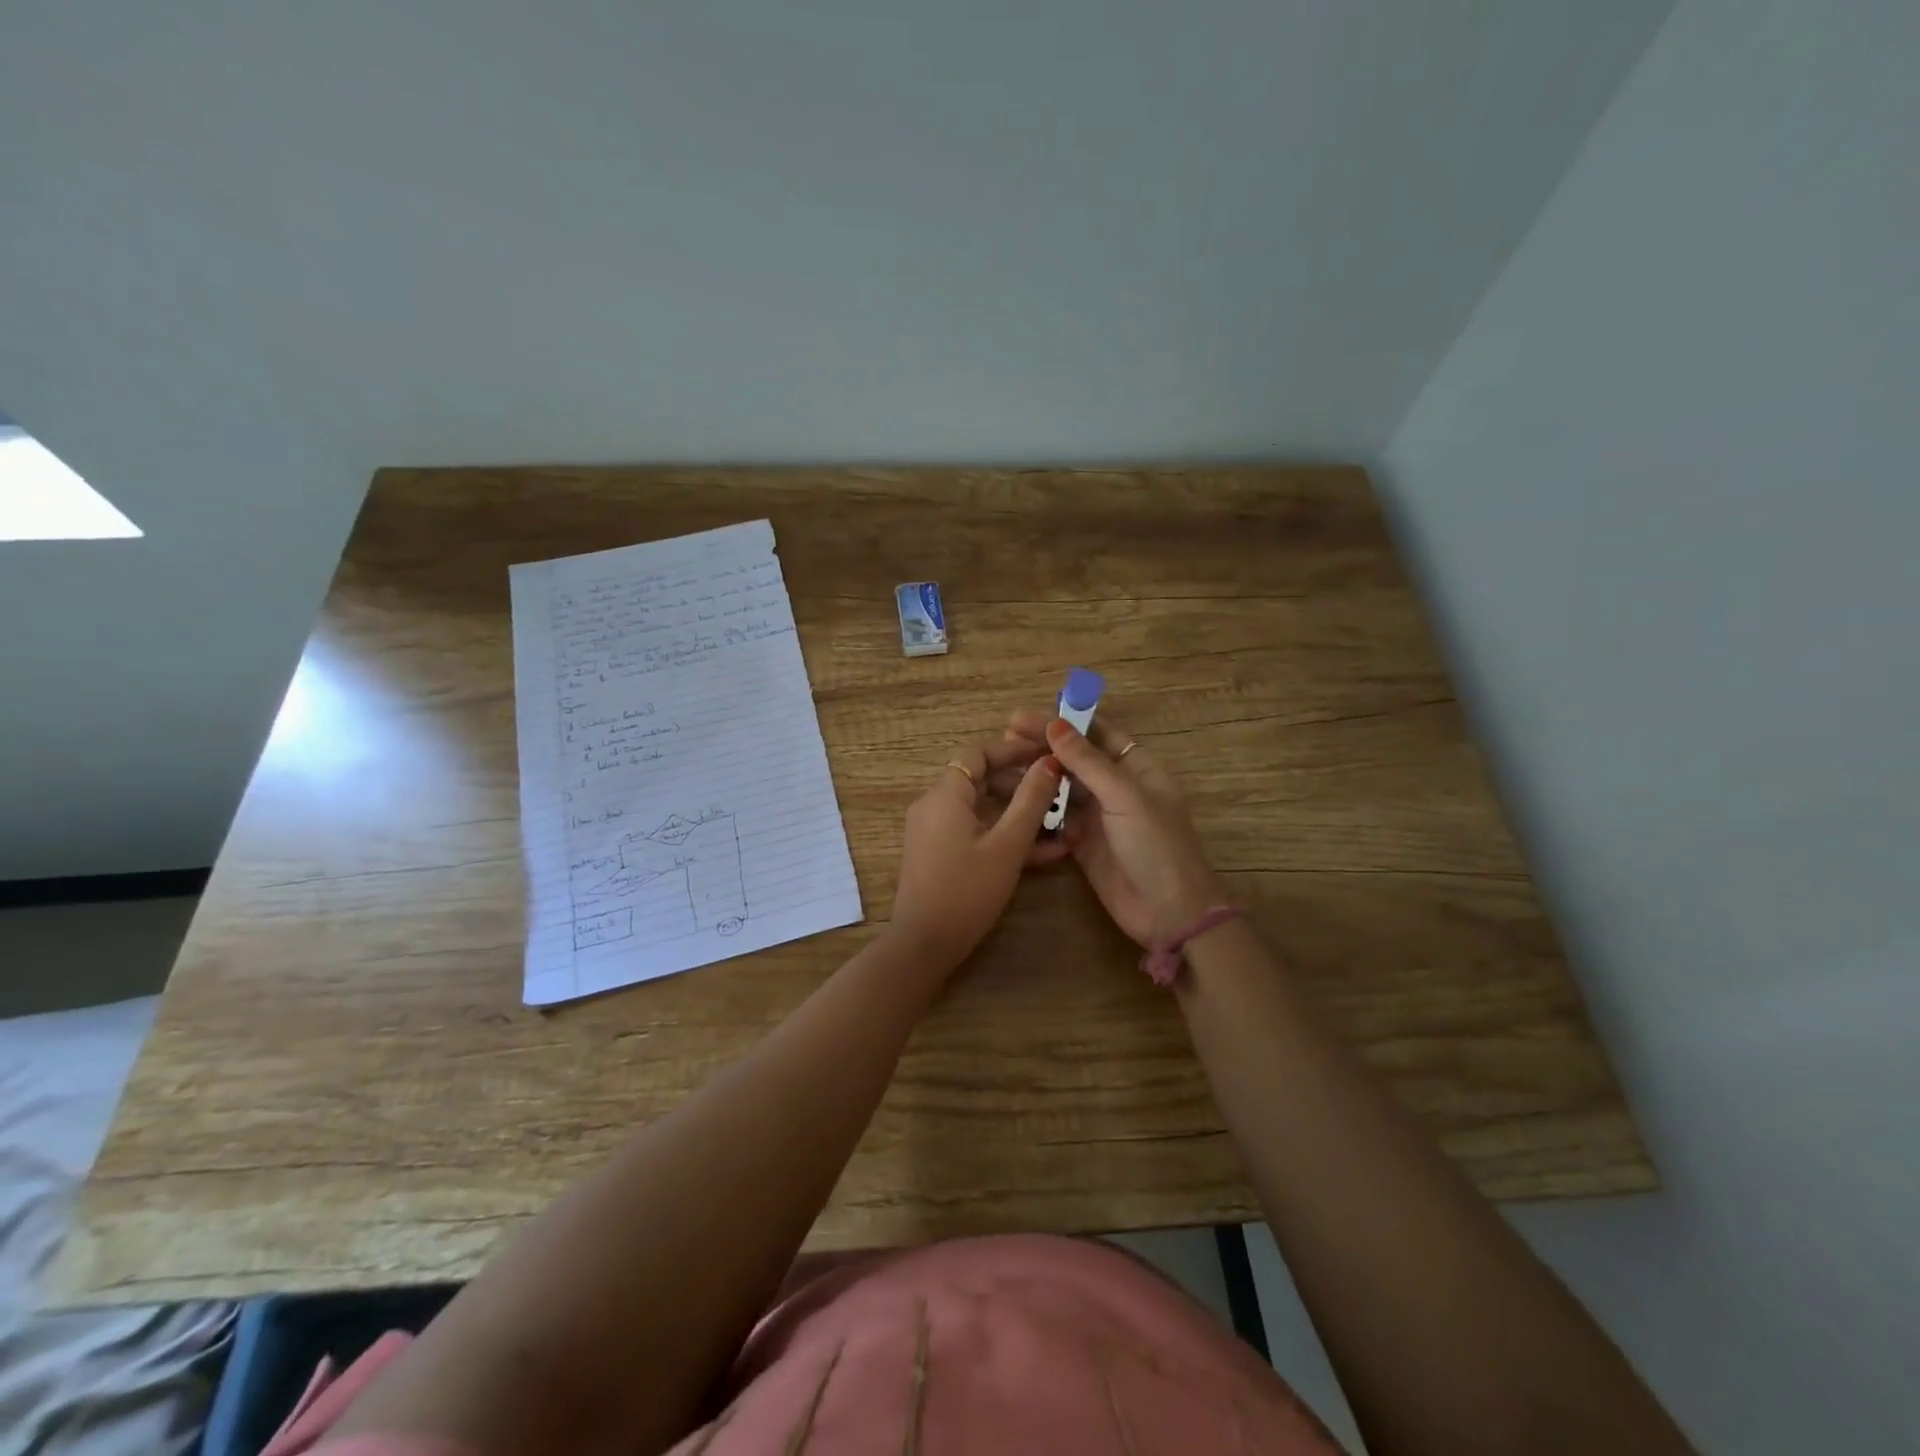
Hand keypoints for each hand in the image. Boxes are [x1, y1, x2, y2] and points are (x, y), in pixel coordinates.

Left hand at [886, 734, 1067, 969]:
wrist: (925, 944)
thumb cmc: (967, 889)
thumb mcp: (1007, 845)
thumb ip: (1031, 801)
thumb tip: (1049, 763)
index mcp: (945, 795)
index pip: (978, 754)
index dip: (1013, 750)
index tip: (1046, 753)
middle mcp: (934, 806)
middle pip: (980, 779)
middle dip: (1020, 783)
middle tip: (1057, 789)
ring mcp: (934, 832)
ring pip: (981, 809)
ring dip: (1018, 813)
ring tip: (1058, 821)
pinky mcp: (939, 855)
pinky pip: (974, 832)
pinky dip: (1003, 835)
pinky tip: (1043, 852)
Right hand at [1005, 707, 1226, 946]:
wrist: (1170, 914)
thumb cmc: (1156, 846)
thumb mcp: (1124, 797)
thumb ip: (1088, 761)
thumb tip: (1055, 724)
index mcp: (1136, 769)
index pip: (1096, 733)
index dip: (1063, 722)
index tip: (1024, 718)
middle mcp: (1116, 788)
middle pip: (1075, 759)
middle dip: (1042, 747)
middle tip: (1004, 739)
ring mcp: (1098, 817)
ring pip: (1061, 789)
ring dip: (1034, 777)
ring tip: (999, 769)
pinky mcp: (1082, 844)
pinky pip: (1055, 820)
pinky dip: (1035, 810)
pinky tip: (1009, 802)